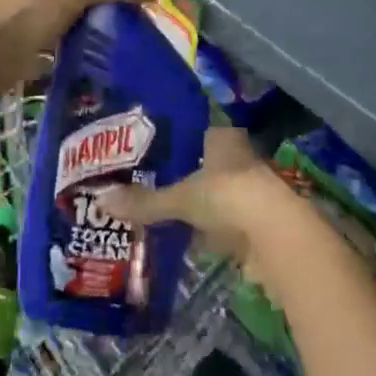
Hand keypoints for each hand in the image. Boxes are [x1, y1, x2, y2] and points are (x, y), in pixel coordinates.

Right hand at [97, 127, 292, 274]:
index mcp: (223, 138)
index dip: (174, 146)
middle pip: (205, 167)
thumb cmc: (227, 196)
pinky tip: (188, 241)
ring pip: (216, 196)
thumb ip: (144, 202)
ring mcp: (251, 191)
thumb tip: (101, 200)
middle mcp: (240, 158)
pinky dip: (209, 232)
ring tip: (162, 217)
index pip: (195, 134)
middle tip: (148, 189)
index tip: (148, 158)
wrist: (275, 234)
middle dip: (184, 180)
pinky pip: (225, 224)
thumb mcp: (179, 198)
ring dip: (198, 208)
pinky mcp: (257, 222)